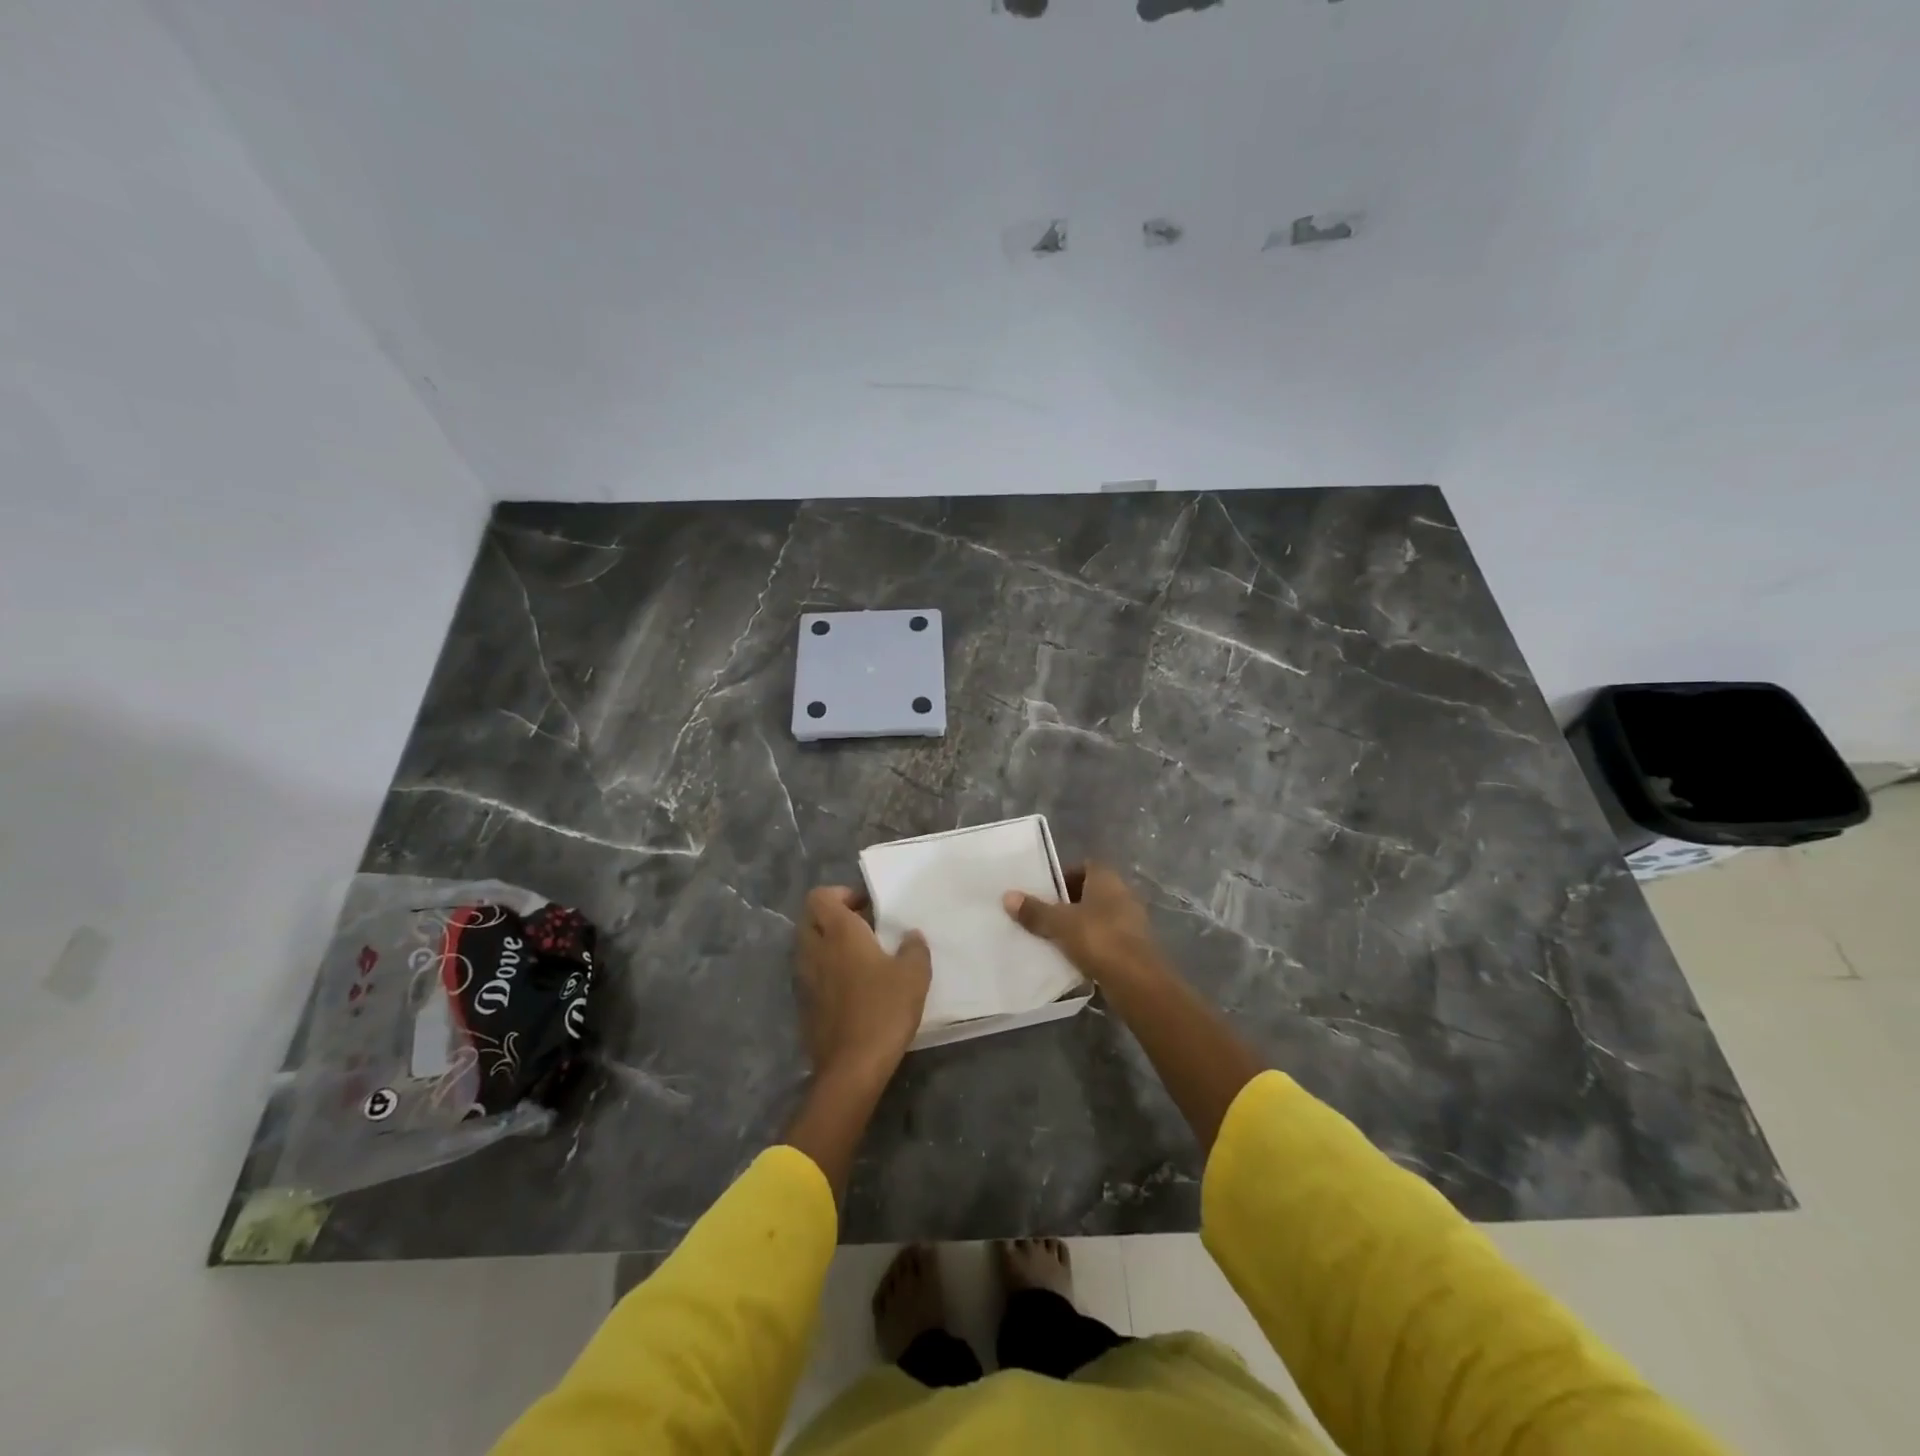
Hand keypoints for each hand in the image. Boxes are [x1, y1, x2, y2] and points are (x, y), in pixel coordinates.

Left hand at [796, 886, 931, 1088]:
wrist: (852, 1067)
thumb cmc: (884, 1009)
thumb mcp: (914, 974)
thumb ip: (914, 948)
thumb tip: (911, 935)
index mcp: (839, 933)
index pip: (821, 896)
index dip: (841, 894)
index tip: (867, 907)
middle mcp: (815, 950)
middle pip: (810, 918)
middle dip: (832, 917)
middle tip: (863, 927)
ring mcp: (805, 979)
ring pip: (808, 947)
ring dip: (828, 944)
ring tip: (861, 957)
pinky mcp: (805, 1005)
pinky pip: (811, 974)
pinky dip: (826, 971)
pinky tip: (853, 987)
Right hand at [1002, 863, 1162, 985]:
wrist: (1137, 981)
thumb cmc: (1098, 939)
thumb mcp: (1060, 924)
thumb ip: (1035, 911)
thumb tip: (1007, 896)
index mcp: (1107, 879)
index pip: (1085, 866)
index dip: (1064, 875)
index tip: (1044, 890)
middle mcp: (1123, 894)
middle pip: (1090, 892)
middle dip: (1068, 902)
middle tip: (1043, 914)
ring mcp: (1131, 921)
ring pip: (1098, 917)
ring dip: (1079, 925)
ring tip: (1053, 937)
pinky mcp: (1133, 947)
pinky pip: (1105, 939)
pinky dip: (1090, 944)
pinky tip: (1072, 957)